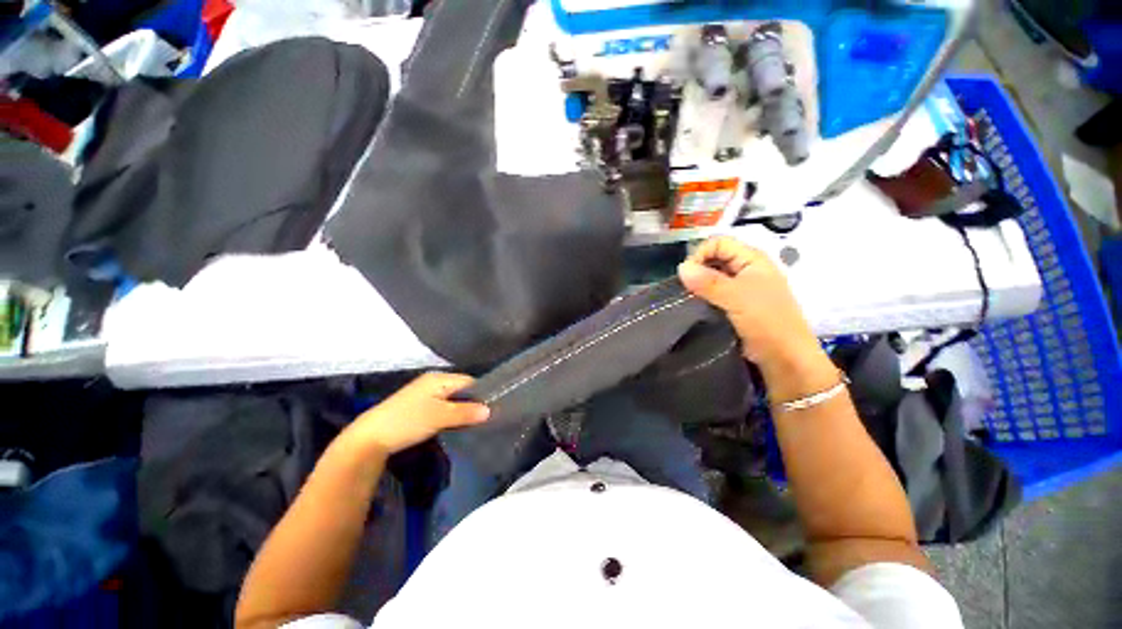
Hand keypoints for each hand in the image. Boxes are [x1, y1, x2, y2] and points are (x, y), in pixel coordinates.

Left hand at [344, 372, 489, 455]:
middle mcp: (433, 381)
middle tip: (484, 418)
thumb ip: (466, 412)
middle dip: (472, 403)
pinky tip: (454, 425)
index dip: (482, 393)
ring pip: (451, 399)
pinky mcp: (418, 406)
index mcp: (439, 378)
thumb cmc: (408, 421)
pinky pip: (442, 406)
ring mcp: (424, 394)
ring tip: (473, 423)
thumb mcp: (440, 416)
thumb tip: (490, 410)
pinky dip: (450, 414)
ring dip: (461, 410)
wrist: (370, 437)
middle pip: (461, 390)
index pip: (469, 381)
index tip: (493, 408)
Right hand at [677, 236, 820, 369]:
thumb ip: (708, 282)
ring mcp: (741, 287)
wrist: (784, 357)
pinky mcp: (735, 304)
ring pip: (712, 277)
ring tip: (688, 299)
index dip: (701, 254)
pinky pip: (713, 293)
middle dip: (697, 270)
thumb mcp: (737, 298)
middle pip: (714, 258)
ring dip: (698, 285)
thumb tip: (681, 268)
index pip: (719, 243)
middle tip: (685, 289)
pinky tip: (695, 306)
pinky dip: (702, 296)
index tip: (687, 275)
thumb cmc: (767, 321)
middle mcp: (746, 269)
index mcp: (752, 259)